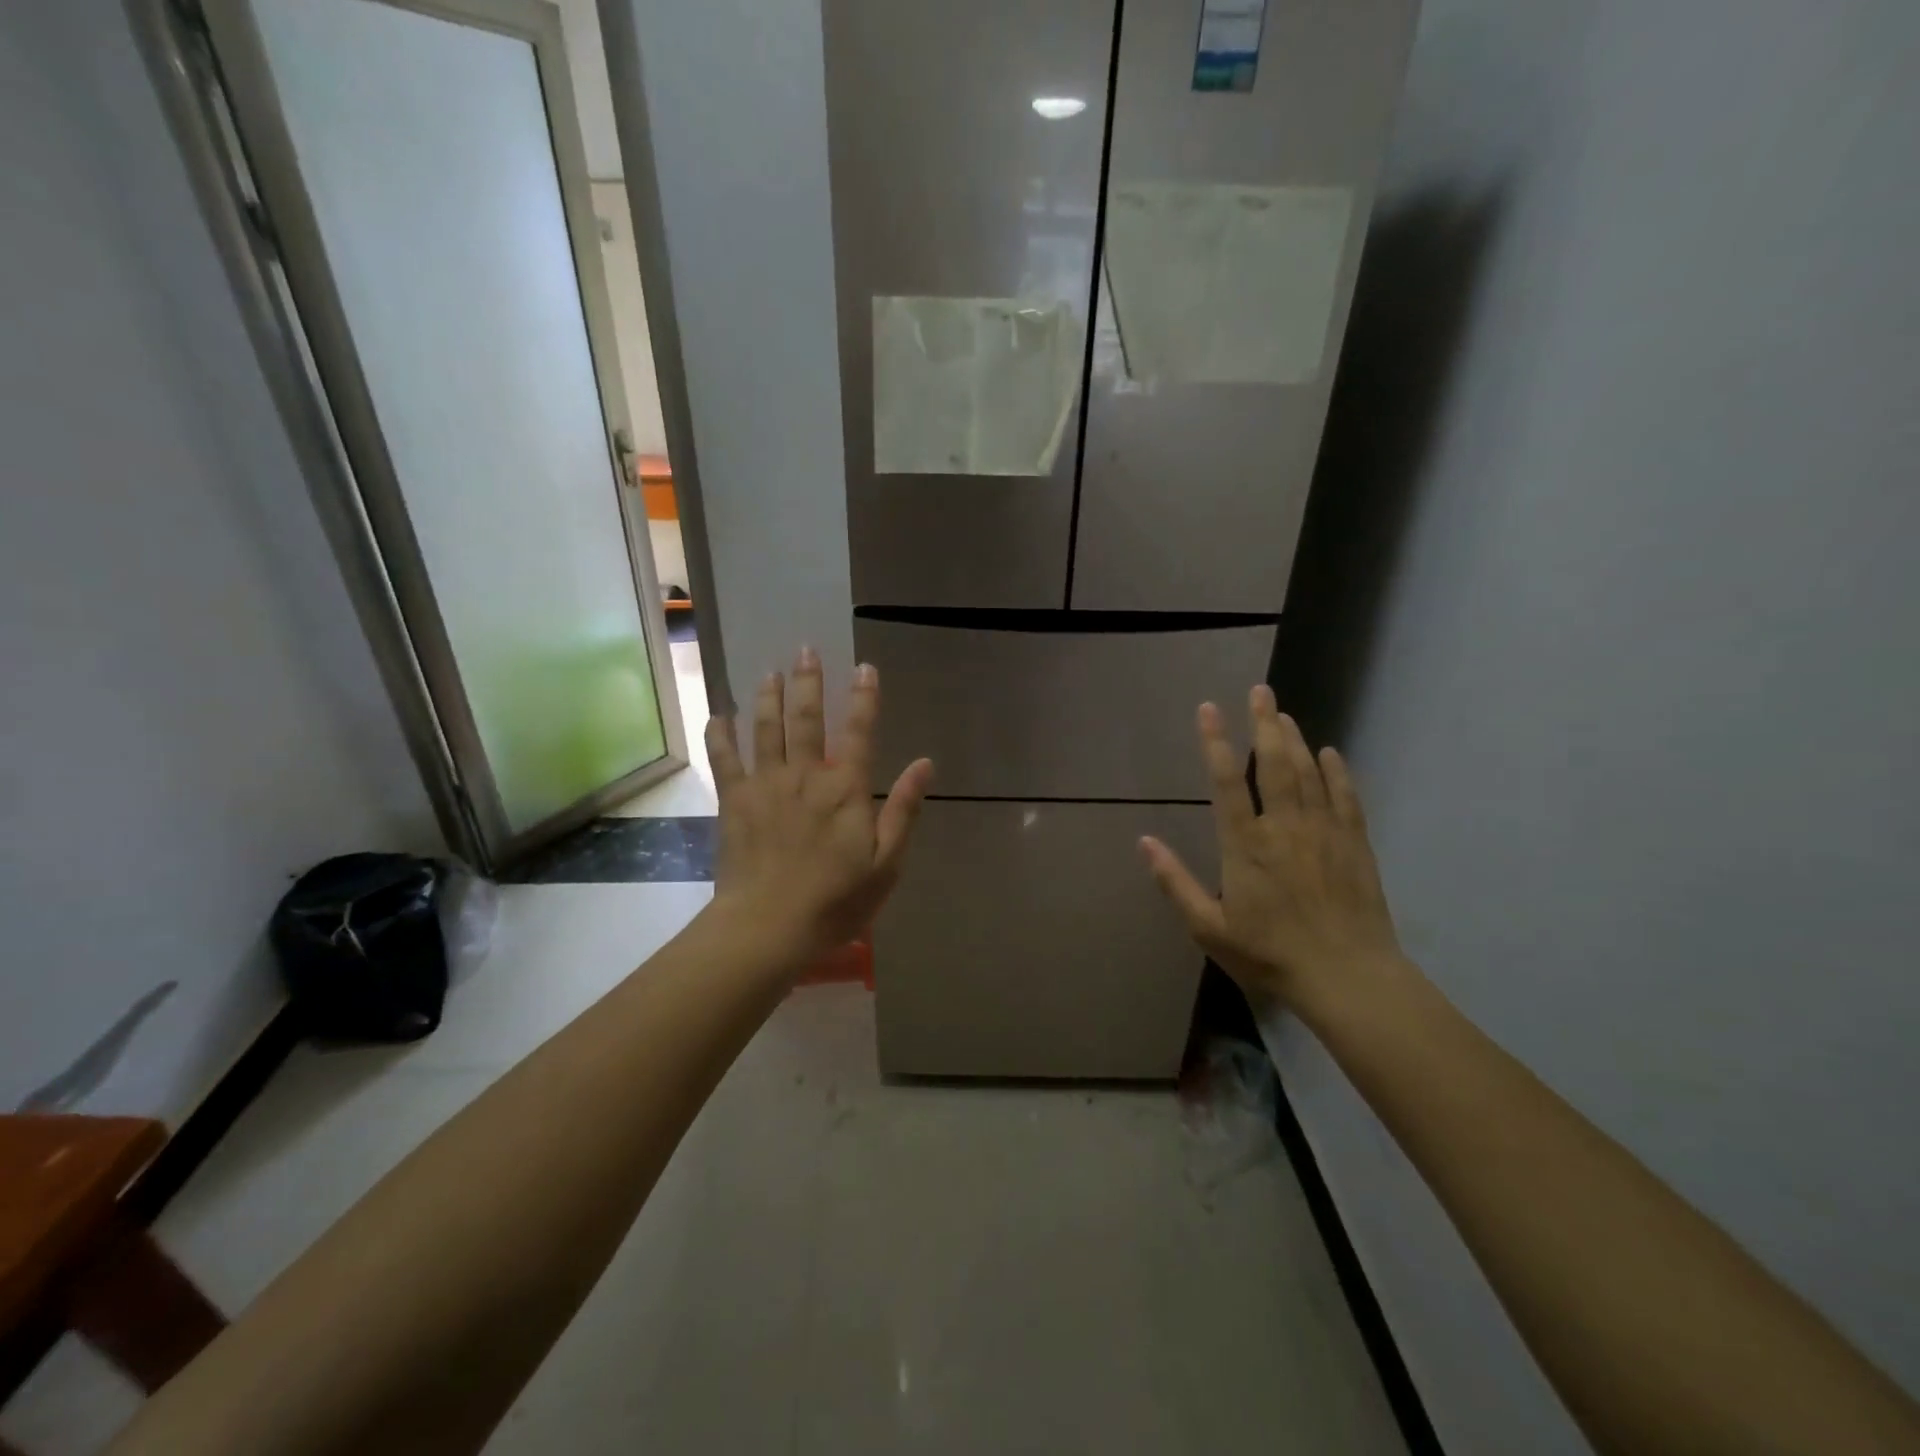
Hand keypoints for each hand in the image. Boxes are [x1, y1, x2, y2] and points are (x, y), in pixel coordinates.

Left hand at [706, 647, 933, 968]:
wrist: (768, 927)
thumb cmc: (835, 900)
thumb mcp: (886, 863)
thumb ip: (904, 810)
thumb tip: (924, 764)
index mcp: (845, 789)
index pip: (860, 732)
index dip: (864, 698)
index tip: (865, 669)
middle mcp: (805, 775)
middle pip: (807, 720)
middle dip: (808, 683)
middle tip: (805, 651)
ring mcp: (766, 785)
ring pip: (766, 729)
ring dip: (769, 697)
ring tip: (770, 673)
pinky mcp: (735, 801)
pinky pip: (724, 759)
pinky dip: (720, 735)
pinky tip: (717, 715)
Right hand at [1140, 685, 1403, 1013]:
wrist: (1348, 977)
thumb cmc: (1270, 954)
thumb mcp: (1209, 928)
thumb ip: (1175, 882)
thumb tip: (1144, 842)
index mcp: (1246, 845)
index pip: (1227, 782)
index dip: (1216, 743)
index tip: (1208, 709)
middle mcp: (1285, 827)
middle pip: (1275, 764)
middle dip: (1264, 723)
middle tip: (1260, 691)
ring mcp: (1323, 832)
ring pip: (1309, 773)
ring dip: (1295, 740)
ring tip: (1284, 714)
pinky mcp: (1354, 844)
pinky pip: (1345, 797)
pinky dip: (1337, 772)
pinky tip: (1331, 753)